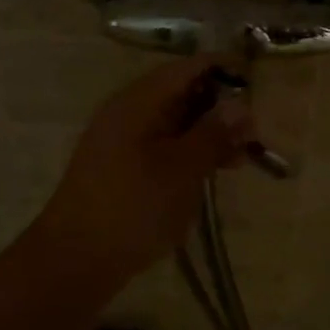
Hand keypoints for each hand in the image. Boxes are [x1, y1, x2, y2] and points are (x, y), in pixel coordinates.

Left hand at [30, 54, 254, 280]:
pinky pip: (162, 147)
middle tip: (253, 134)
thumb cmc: (133, 208)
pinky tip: (211, 174)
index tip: (255, 84)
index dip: (221, 70)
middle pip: (180, 93)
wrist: (74, 261)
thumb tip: (241, 104)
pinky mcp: (121, 168)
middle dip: (219, 108)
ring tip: (240, 160)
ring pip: (173, 123)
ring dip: (207, 135)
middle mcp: (127, 112)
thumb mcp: (182, 169)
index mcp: (137, 101)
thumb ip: (213, 134)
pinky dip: (188, 154)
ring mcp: (121, 141)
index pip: (185, 68)